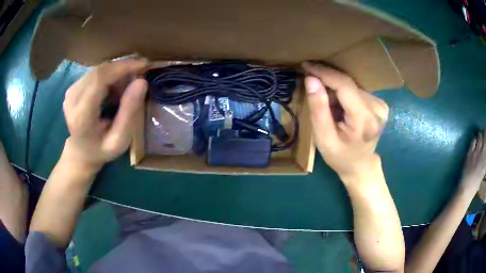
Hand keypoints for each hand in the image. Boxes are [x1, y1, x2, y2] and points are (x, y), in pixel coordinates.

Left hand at [62, 59, 147, 169]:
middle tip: (139, 76)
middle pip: (100, 71)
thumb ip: (129, 113)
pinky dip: (109, 76)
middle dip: (123, 69)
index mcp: (82, 115)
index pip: (100, 79)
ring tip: (126, 87)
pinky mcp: (73, 87)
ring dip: (117, 73)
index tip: (143, 65)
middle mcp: (72, 99)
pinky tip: (115, 88)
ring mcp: (71, 91)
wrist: (81, 151)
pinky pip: (95, 73)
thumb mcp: (120, 140)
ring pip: (99, 70)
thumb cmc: (102, 149)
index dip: (122, 67)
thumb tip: (142, 82)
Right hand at [302, 62, 388, 181]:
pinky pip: (357, 90)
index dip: (324, 73)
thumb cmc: (340, 157)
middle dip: (328, 84)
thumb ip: (318, 108)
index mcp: (365, 120)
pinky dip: (344, 95)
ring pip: (351, 86)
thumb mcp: (323, 138)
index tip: (306, 65)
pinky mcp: (380, 104)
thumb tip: (311, 79)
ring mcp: (381, 105)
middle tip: (313, 89)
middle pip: (348, 84)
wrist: (360, 166)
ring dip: (336, 91)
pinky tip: (341, 108)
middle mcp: (377, 109)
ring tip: (330, 109)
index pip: (344, 86)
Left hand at [460, 130, 485, 193]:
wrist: (466, 190)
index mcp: (485, 161)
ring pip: (479, 136)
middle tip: (484, 133)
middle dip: (484, 133)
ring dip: (479, 136)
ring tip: (479, 137)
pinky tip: (474, 141)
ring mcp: (476, 152)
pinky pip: (473, 141)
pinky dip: (474, 139)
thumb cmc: (475, 185)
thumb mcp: (483, 172)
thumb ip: (484, 163)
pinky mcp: (470, 152)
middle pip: (485, 136)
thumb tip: (484, 154)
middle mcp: (483, 154)